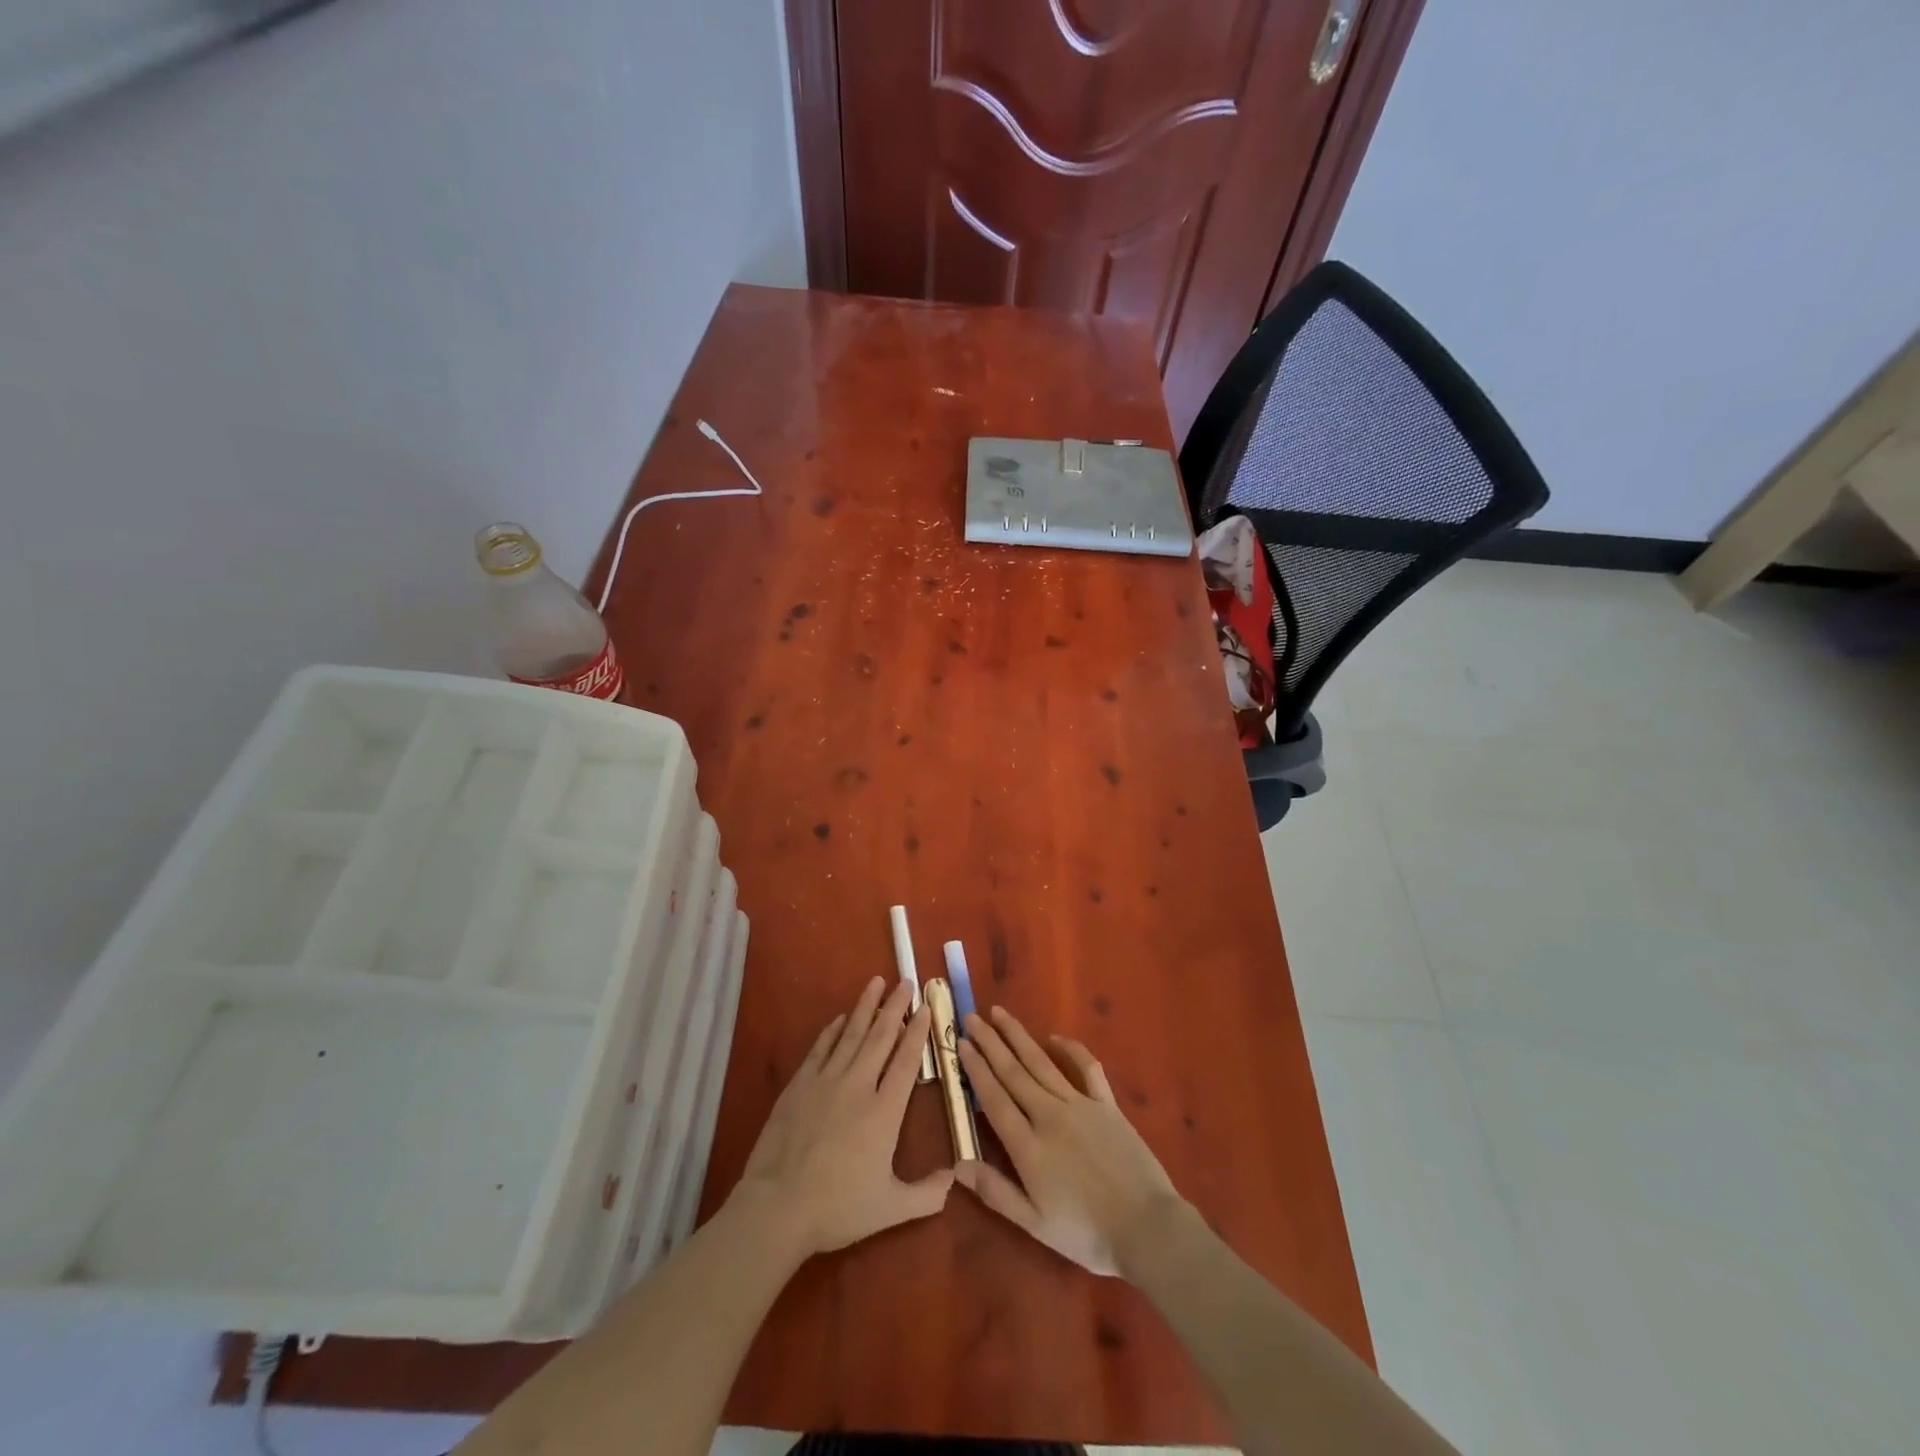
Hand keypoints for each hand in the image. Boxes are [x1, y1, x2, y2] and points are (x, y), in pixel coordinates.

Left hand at [731, 976, 952, 1258]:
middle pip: (880, 1037)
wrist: (778, 1206)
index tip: (925, 1007)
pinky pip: (821, 1049)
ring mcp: (826, 1081)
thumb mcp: (891, 1208)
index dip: (917, 1032)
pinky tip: (840, 1019)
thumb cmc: (838, 1208)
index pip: (907, 1061)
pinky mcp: (800, 1085)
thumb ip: (927, 1194)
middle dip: (895, 1007)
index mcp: (885, 1111)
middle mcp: (859, 1086)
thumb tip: (956, 1177)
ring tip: (876, 982)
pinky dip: (832, 1031)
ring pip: (851, 1034)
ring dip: (865, 1007)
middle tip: (905, 981)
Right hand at [955, 1006, 1183, 1277]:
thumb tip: (957, 1164)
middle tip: (972, 1018)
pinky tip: (1055, 1037)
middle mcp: (1049, 1115)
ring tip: (1000, 1014)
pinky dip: (1071, 1048)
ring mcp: (1079, 1105)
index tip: (961, 1044)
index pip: (994, 1098)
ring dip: (1019, 1036)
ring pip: (1041, 1062)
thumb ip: (996, 1192)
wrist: (1148, 1228)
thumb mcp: (1035, 1224)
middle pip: (1013, 1072)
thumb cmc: (1087, 1233)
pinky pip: (1086, 1067)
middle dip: (990, 1043)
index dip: (976, 1070)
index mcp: (1028, 1146)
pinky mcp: (1106, 1104)